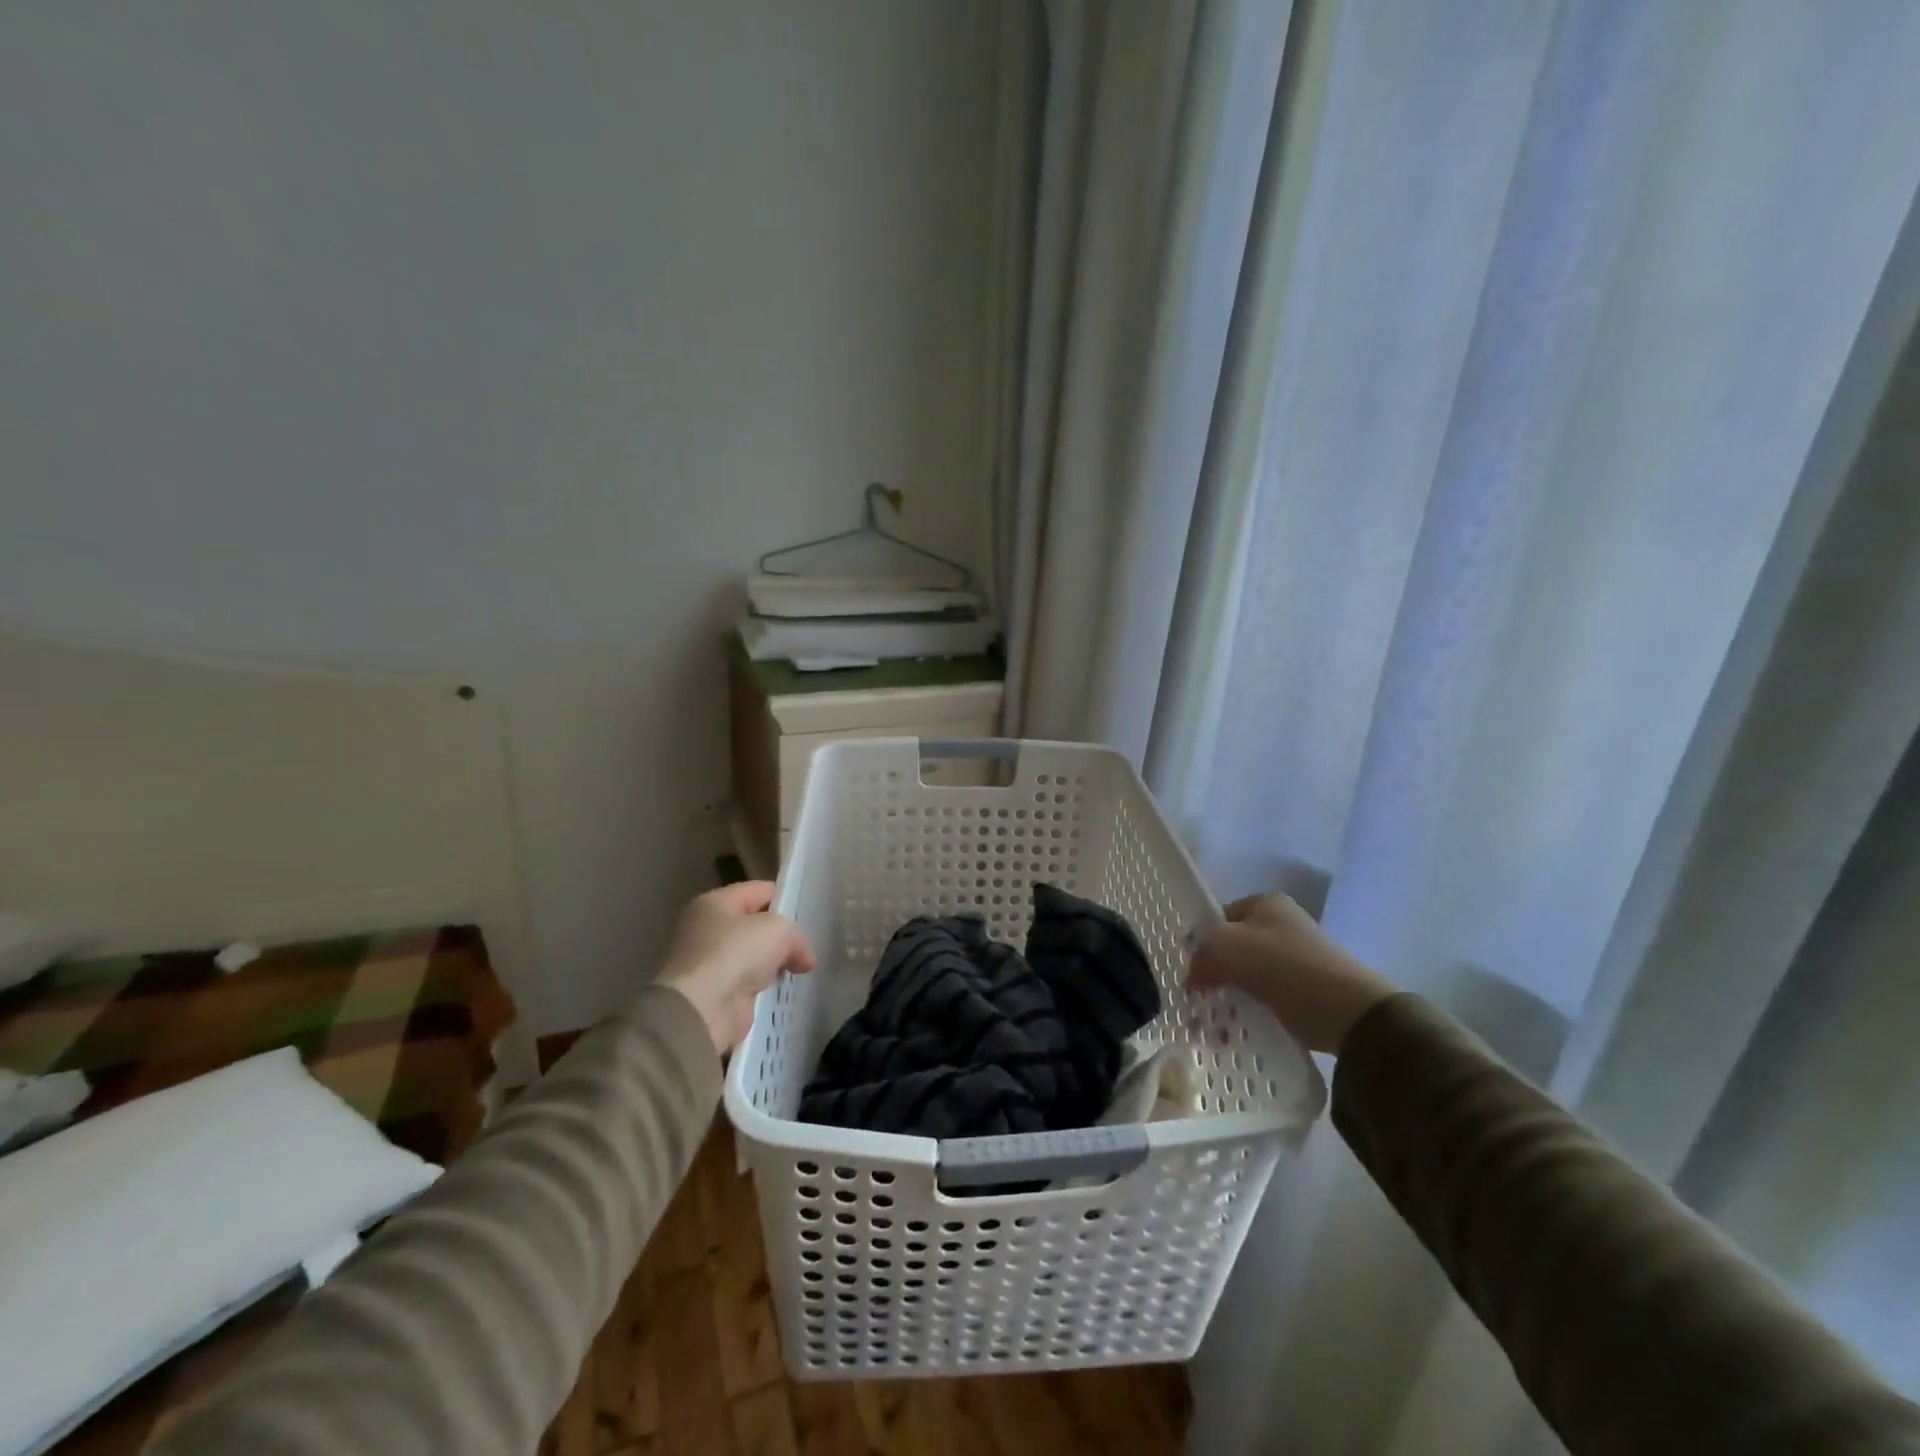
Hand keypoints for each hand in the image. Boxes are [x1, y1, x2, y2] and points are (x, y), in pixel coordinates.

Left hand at [657, 882, 814, 1054]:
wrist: (703, 1009)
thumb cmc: (737, 953)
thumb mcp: (778, 929)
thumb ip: (797, 936)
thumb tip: (804, 958)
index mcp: (715, 902)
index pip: (759, 891)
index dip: (786, 900)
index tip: (809, 916)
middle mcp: (707, 928)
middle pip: (756, 924)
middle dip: (782, 936)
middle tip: (807, 946)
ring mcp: (710, 962)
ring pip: (754, 955)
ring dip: (775, 964)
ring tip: (802, 969)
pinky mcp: (716, 992)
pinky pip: (749, 982)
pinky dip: (765, 987)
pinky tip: (786, 990)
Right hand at [1188, 894, 1395, 1053]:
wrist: (1349, 1012)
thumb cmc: (1284, 967)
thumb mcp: (1228, 946)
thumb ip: (1202, 952)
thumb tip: (1195, 975)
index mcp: (1266, 903)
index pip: (1219, 918)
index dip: (1201, 943)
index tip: (1191, 972)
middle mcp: (1284, 924)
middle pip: (1234, 947)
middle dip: (1215, 973)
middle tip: (1201, 999)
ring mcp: (1299, 957)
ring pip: (1249, 975)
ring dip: (1231, 996)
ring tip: (1218, 1022)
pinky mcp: (1308, 989)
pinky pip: (1268, 997)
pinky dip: (1253, 1010)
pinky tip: (1241, 1029)